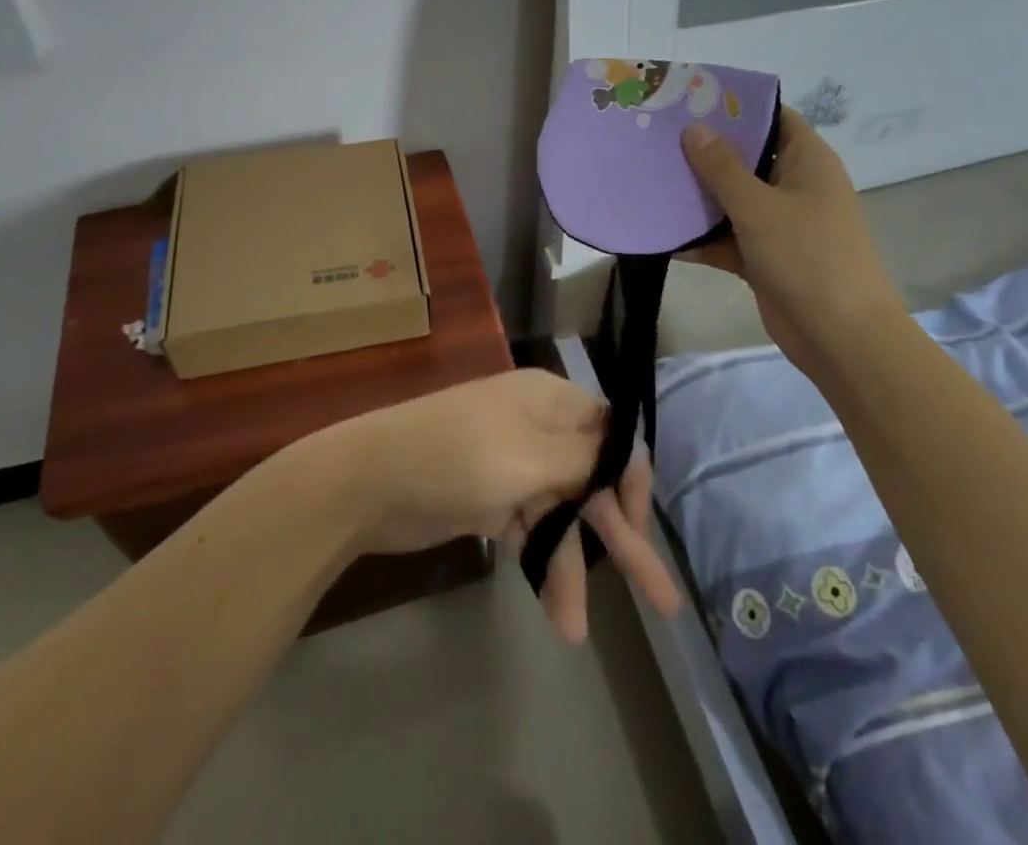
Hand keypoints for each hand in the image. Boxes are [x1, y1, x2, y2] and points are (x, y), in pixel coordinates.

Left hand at [309, 370, 682, 642]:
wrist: (367, 481)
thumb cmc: (455, 456)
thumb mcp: (529, 456)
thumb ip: (584, 460)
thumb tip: (625, 454)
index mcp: (549, 400)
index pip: (610, 432)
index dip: (630, 477)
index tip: (638, 526)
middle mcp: (537, 427)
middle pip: (591, 480)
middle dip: (620, 535)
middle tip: (660, 597)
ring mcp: (513, 465)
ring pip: (561, 514)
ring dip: (572, 565)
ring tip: (577, 628)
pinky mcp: (491, 499)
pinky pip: (531, 531)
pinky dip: (543, 565)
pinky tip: (558, 613)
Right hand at [680, 107, 904, 360]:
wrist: (840, 338)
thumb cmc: (808, 257)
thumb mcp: (760, 207)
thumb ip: (723, 167)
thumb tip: (694, 128)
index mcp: (806, 161)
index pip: (772, 117)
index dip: (735, 106)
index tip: (689, 99)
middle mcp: (794, 185)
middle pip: (745, 157)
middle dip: (704, 150)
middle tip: (656, 137)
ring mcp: (779, 223)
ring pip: (731, 199)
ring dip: (697, 195)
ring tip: (649, 178)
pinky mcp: (764, 257)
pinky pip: (726, 237)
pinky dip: (701, 237)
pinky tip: (661, 233)